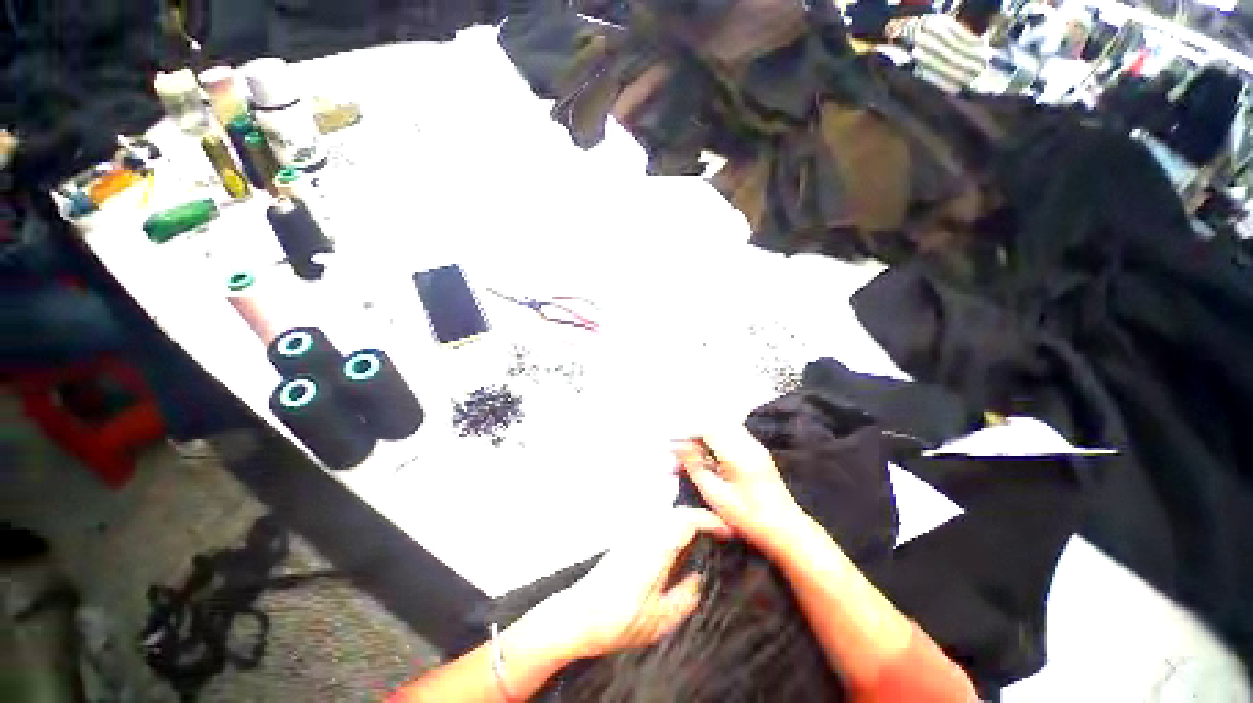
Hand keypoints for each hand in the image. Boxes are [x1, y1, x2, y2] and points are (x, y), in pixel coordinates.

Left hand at [532, 507, 731, 660]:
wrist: (577, 616)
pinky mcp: (626, 540)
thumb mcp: (659, 620)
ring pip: (665, 516)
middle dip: (700, 518)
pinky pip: (655, 524)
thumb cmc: (619, 620)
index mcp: (656, 548)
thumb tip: (698, 579)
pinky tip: (675, 547)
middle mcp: (645, 533)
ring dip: (685, 521)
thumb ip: (685, 598)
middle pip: (677, 512)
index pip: (687, 519)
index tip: (727, 531)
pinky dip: (672, 527)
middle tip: (718, 535)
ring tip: (701, 539)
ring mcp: (633, 534)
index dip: (710, 520)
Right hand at [675, 427, 808, 559]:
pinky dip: (716, 443)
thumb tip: (679, 447)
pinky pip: (732, 437)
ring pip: (723, 429)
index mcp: (737, 454)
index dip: (687, 432)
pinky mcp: (758, 453)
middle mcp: (748, 445)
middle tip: (680, 450)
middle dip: (694, 433)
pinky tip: (708, 460)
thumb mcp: (715, 495)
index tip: (674, 444)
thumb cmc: (750, 519)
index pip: (707, 428)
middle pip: (715, 424)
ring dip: (705, 437)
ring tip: (691, 456)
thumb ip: (695, 467)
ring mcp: (755, 447)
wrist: (786, 530)